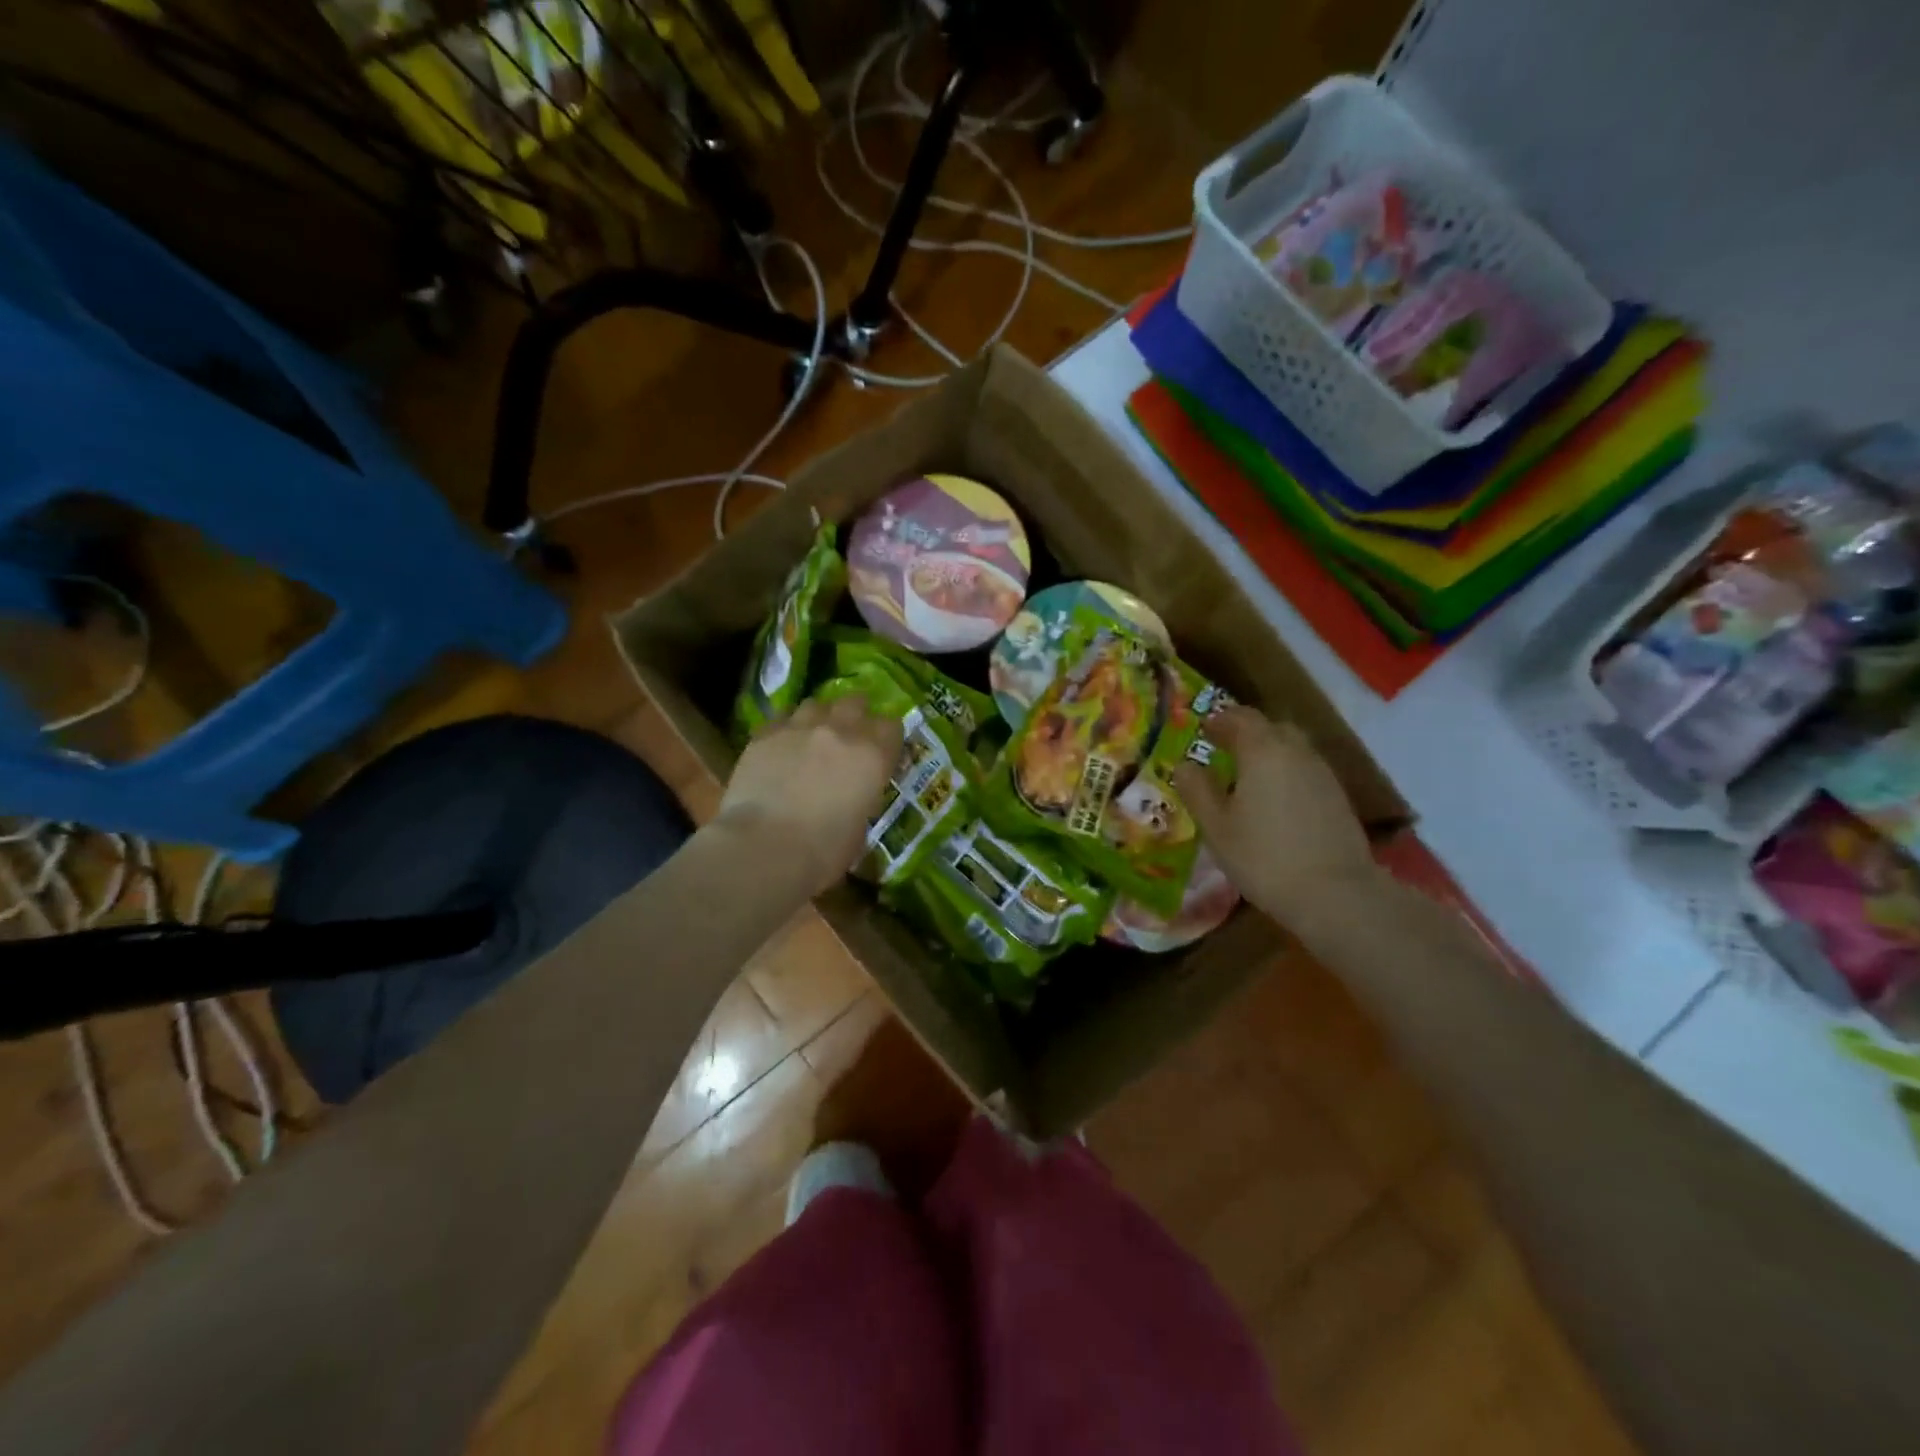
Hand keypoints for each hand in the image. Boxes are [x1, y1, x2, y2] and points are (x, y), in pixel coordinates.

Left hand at [714, 695, 902, 897]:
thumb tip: (852, 798)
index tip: (882, 753)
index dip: (887, 739)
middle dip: (856, 715)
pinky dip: (787, 729)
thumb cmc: (823, 850)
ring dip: (819, 717)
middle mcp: (841, 731)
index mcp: (873, 755)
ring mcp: (800, 727)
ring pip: (816, 704)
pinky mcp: (765, 733)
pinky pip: (782, 718)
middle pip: (855, 703)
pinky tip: (782, 747)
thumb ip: (861, 799)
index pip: (892, 727)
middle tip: (849, 736)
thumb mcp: (860, 829)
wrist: (764, 846)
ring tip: (813, 737)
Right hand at [1171, 708, 1380, 926]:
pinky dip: (1286, 772)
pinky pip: (1305, 769)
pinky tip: (1274, 800)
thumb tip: (1184, 765)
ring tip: (1247, 777)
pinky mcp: (1337, 796)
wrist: (1335, 894)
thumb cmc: (1263, 856)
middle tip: (1223, 750)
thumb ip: (1196, 790)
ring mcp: (1322, 773)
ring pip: (1291, 748)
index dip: (1219, 720)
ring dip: (1268, 752)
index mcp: (1262, 750)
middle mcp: (1296, 751)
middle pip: (1270, 727)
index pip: (1240, 717)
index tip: (1202, 730)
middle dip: (1246, 732)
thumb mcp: (1216, 827)